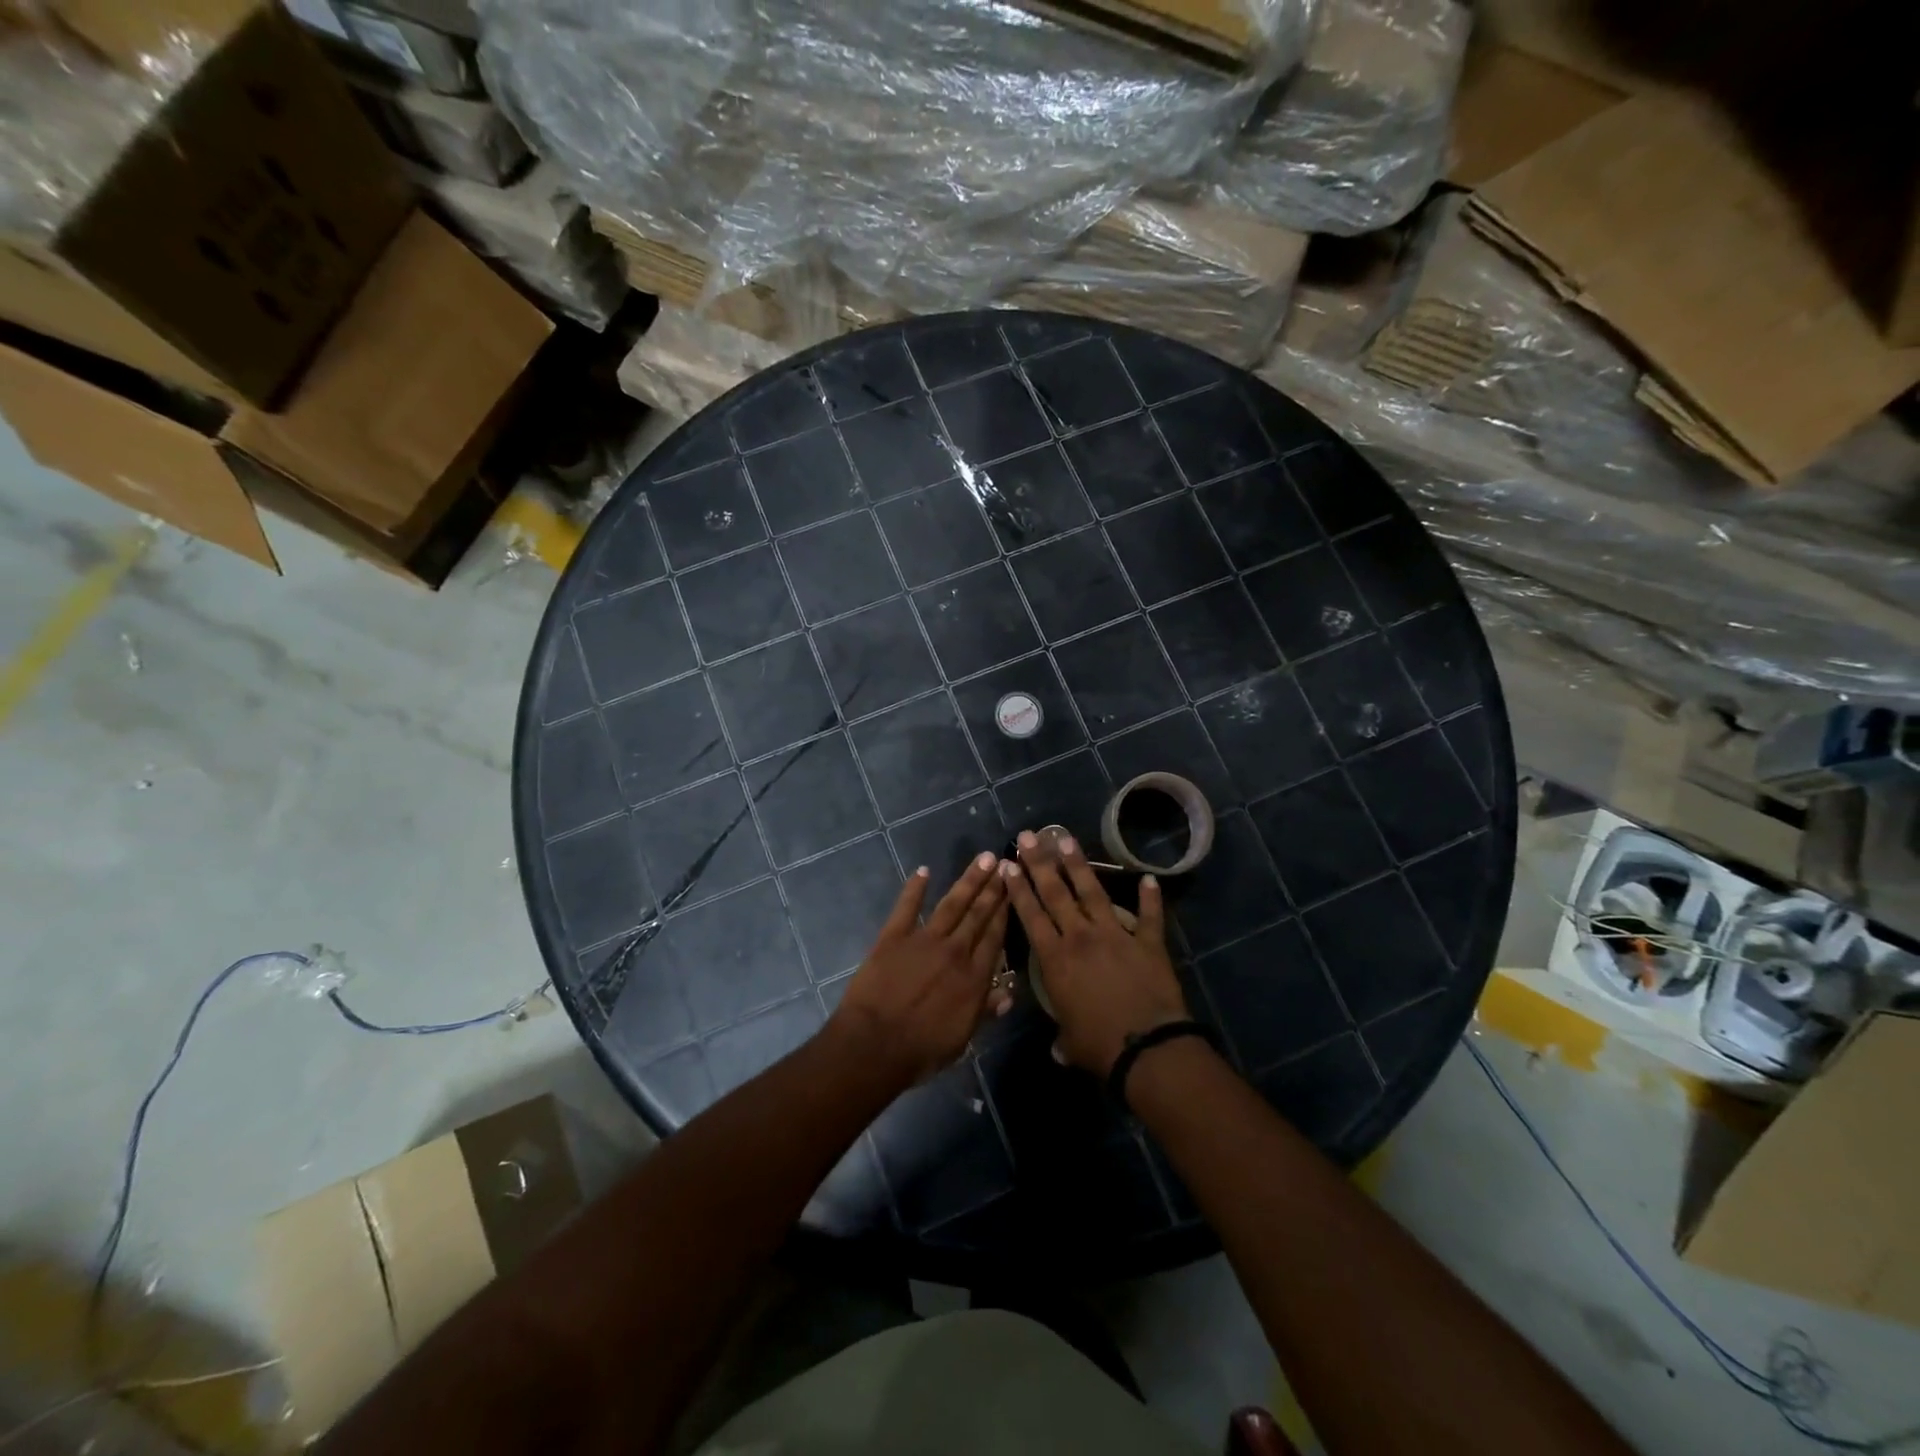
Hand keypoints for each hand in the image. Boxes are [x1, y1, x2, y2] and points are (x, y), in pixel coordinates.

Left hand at [829, 853, 1010, 1089]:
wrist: (875, 1045)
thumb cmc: (921, 1050)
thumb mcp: (962, 1039)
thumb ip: (985, 1011)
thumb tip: (1008, 993)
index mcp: (973, 977)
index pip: (995, 937)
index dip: (1006, 911)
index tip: (1015, 888)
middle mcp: (954, 951)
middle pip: (978, 915)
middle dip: (993, 888)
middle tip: (1004, 862)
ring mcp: (923, 940)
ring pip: (951, 904)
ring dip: (968, 881)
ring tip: (983, 859)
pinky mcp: (893, 937)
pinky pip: (906, 908)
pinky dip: (914, 888)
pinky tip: (923, 871)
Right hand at [1002, 830, 1187, 1075]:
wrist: (1147, 1048)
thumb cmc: (1099, 1046)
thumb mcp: (1070, 1042)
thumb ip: (1062, 1038)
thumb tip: (1058, 1049)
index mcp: (1055, 959)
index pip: (1031, 915)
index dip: (1018, 889)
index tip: (1008, 864)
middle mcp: (1080, 937)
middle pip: (1055, 892)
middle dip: (1039, 862)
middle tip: (1029, 836)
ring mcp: (1115, 935)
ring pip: (1092, 892)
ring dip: (1079, 864)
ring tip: (1066, 839)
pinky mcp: (1148, 942)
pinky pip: (1150, 917)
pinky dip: (1151, 898)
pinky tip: (1149, 878)